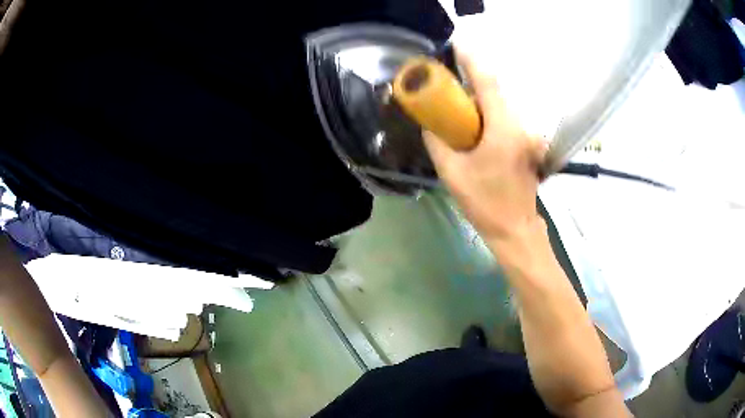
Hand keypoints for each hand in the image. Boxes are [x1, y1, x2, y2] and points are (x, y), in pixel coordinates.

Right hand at [423, 50, 546, 246]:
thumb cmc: (485, 203)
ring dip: (480, 102)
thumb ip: (437, 142)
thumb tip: (429, 125)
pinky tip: (477, 131)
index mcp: (503, 129)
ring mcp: (527, 135)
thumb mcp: (451, 173)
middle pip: (494, 91)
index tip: (457, 46)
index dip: (472, 61)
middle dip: (471, 85)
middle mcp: (520, 126)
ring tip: (460, 115)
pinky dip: (489, 115)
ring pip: (501, 105)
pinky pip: (506, 118)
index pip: (487, 83)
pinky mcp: (528, 143)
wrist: (515, 229)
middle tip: (448, 90)